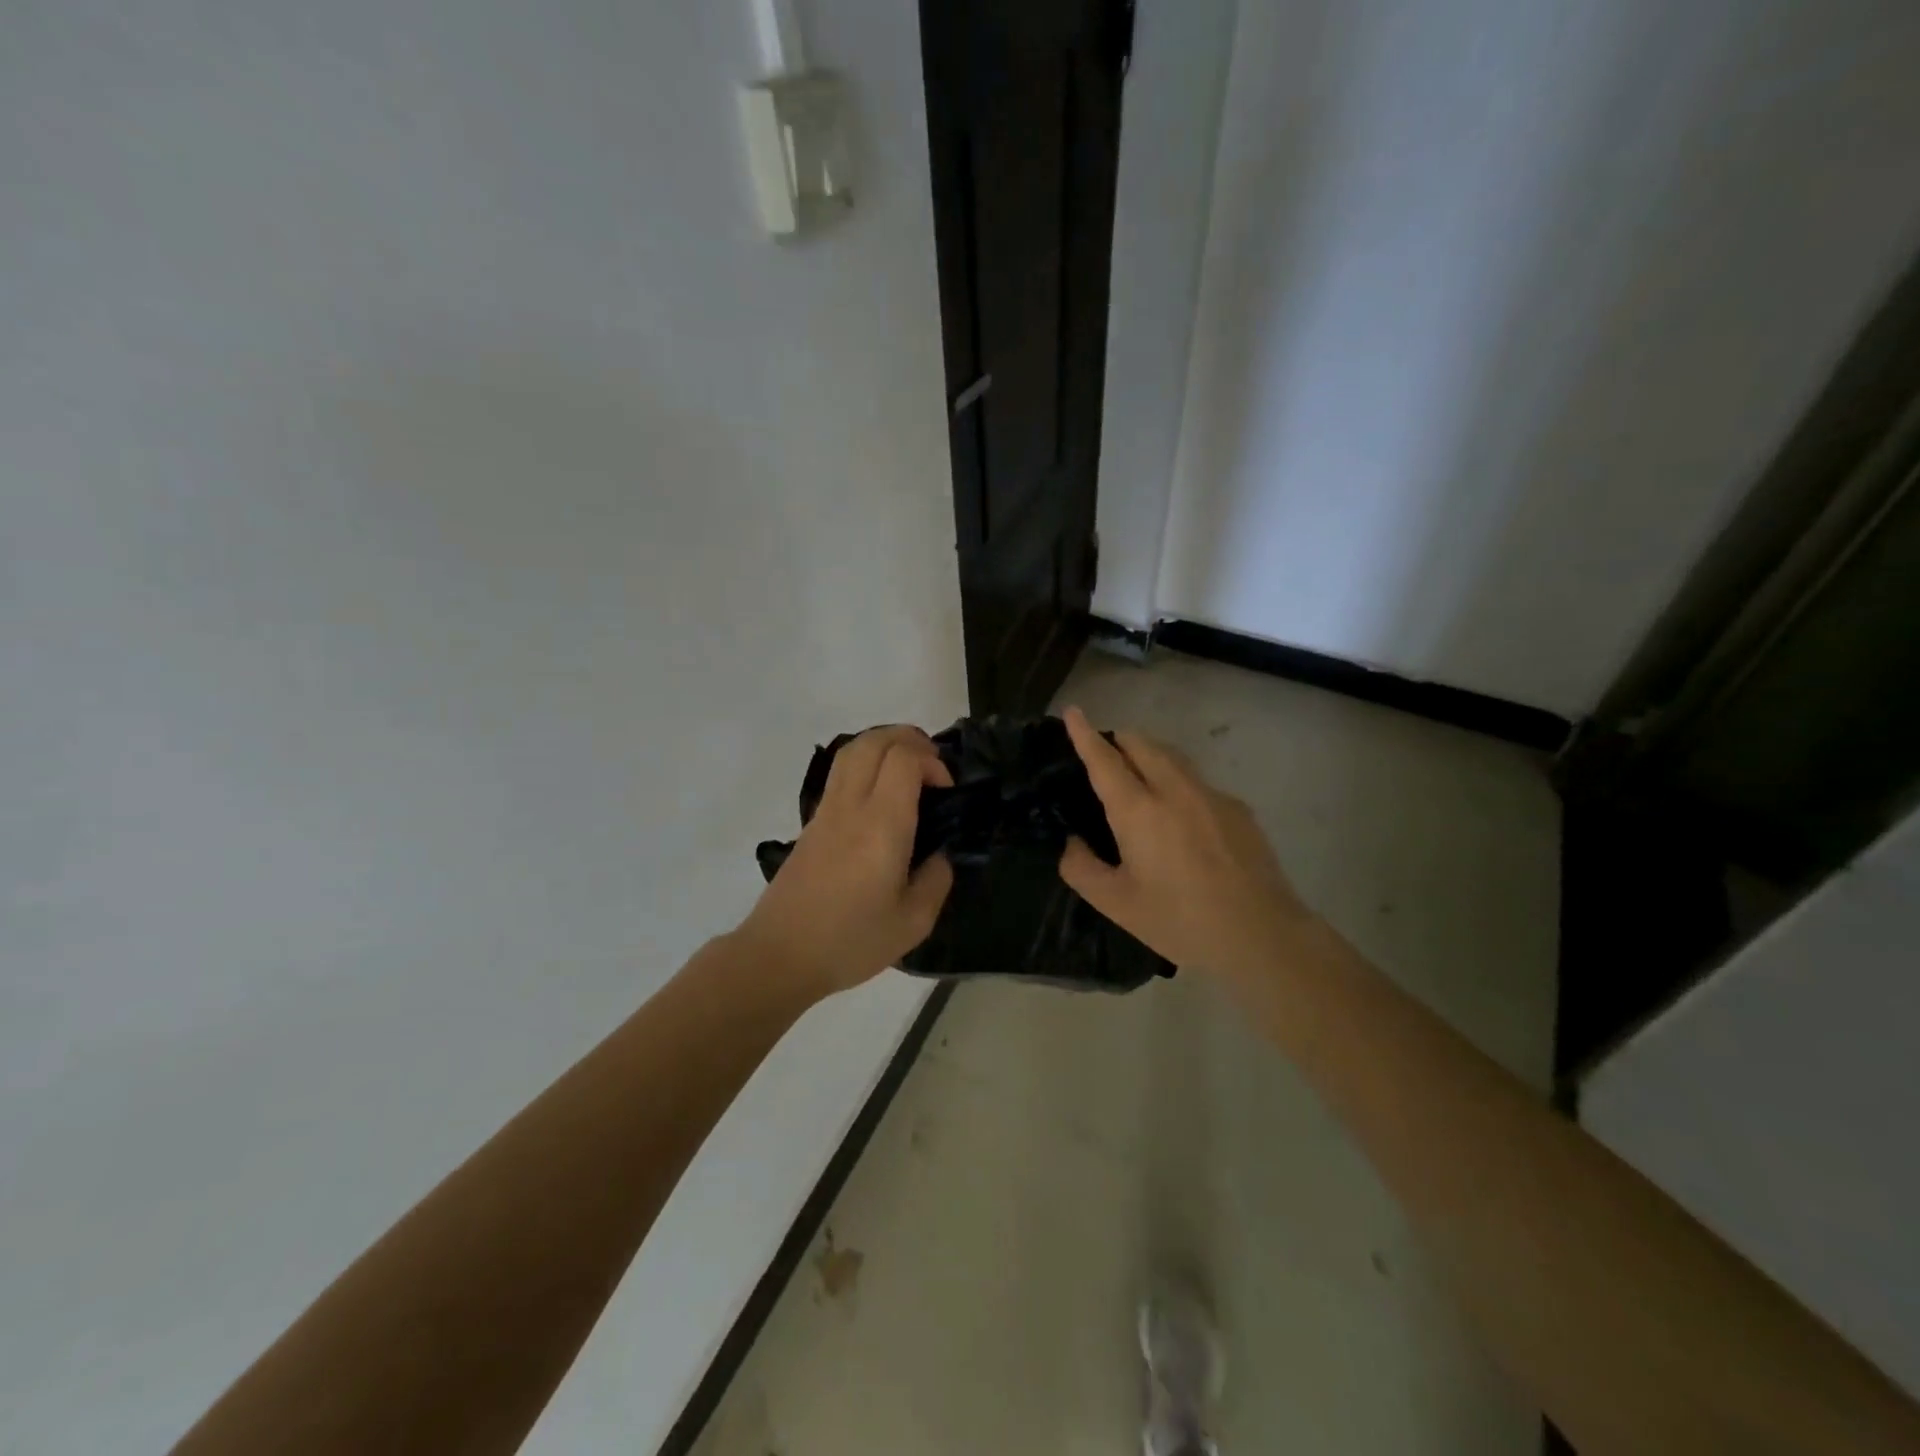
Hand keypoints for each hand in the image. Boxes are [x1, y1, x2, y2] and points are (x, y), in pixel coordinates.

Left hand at [737, 725, 954, 998]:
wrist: (780, 954)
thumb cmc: (850, 940)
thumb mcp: (913, 922)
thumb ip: (936, 880)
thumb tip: (939, 854)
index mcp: (881, 825)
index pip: (903, 759)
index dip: (931, 761)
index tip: (946, 791)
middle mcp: (851, 806)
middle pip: (874, 741)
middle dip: (909, 739)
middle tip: (932, 766)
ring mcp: (826, 811)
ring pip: (852, 750)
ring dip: (884, 745)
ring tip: (908, 771)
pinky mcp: (811, 822)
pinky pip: (840, 772)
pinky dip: (866, 764)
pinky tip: (881, 795)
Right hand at [1058, 706, 1312, 980]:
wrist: (1262, 935)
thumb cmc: (1180, 921)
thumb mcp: (1116, 904)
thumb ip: (1081, 867)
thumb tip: (1072, 842)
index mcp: (1138, 810)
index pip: (1104, 759)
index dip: (1084, 733)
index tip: (1073, 710)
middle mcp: (1175, 790)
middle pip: (1142, 743)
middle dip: (1118, 740)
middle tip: (1104, 759)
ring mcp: (1211, 795)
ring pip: (1173, 757)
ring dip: (1149, 756)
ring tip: (1139, 781)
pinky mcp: (1238, 809)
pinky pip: (1197, 782)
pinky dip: (1178, 784)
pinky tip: (1182, 822)